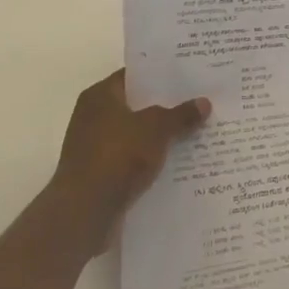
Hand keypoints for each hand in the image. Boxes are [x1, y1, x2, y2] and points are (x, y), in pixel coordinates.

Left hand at [48, 69, 209, 251]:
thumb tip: (204, 102)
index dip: (161, 76)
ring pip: (136, 136)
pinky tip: (178, 163)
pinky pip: (132, 161)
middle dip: (166, 107)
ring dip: (160, 137)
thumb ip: (180, 114)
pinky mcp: (99, 176)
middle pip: (136, 106)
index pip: (134, 76)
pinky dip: (151, 162)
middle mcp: (92, 117)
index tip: (188, 77)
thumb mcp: (156, 128)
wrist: (84, 212)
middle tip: (199, 102)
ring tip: (196, 133)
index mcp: (100, 96)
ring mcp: (94, 149)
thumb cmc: (117, 155)